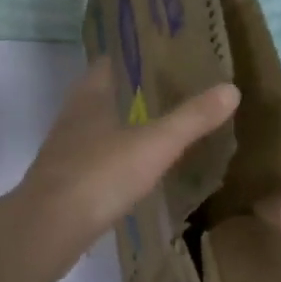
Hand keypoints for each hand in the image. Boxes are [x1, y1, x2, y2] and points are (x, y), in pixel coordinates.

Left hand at [17, 58, 239, 255]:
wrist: (49, 228)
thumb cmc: (100, 174)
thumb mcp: (155, 144)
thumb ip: (191, 118)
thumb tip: (231, 89)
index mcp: (90, 95)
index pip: (111, 61)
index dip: (136, 55)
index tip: (166, 53)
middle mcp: (73, 115)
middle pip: (104, 92)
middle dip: (134, 90)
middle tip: (173, 89)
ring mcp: (64, 149)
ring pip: (98, 125)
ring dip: (123, 122)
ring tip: (159, 125)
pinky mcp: (64, 180)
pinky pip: (94, 156)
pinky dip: (114, 154)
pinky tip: (135, 166)